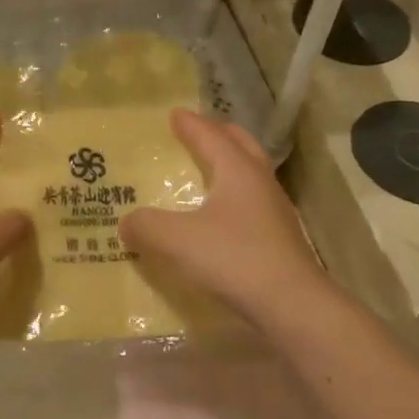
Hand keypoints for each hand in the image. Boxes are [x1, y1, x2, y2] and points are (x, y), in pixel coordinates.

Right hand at [121, 110, 333, 330]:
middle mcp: (260, 182)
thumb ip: (146, 226)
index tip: (175, 114)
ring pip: (252, 173)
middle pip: (242, 146)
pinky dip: (235, 196)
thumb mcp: (177, 240)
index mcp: (238, 171)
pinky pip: (253, 202)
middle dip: (219, 134)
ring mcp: (275, 211)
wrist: (292, 305)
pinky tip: (222, 216)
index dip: (191, 125)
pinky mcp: (280, 238)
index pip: (211, 137)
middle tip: (200, 130)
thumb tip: (126, 222)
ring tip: (211, 169)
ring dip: (231, 164)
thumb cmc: (234, 258)